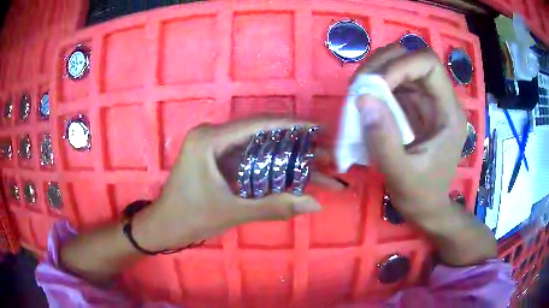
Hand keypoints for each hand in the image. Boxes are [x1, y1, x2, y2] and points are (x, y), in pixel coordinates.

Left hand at [134, 117, 342, 250]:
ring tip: (318, 163)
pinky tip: (293, 172)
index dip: (293, 125)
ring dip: (286, 155)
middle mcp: (213, 135)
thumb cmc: (190, 218)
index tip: (320, 128)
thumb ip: (274, 207)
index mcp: (209, 139)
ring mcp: (215, 147)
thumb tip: (316, 205)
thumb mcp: (232, 212)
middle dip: (296, 144)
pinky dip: (272, 165)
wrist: (164, 226)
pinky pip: (250, 157)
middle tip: (325, 151)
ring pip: (258, 146)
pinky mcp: (218, 159)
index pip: (258, 124)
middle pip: (262, 133)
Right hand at [353, 45, 466, 214]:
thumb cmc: (420, 194)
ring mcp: (426, 101)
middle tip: (361, 83)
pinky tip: (364, 98)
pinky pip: (393, 83)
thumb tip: (362, 98)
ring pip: (401, 66)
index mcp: (448, 112)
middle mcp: (440, 99)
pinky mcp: (413, 107)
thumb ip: (384, 139)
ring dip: (377, 71)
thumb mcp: (401, 174)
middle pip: (413, 58)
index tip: (376, 85)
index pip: (429, 64)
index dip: (401, 65)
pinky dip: (375, 84)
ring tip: (359, 89)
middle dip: (384, 63)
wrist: (426, 207)